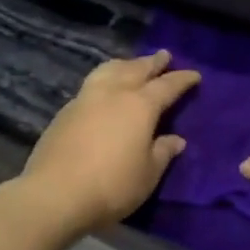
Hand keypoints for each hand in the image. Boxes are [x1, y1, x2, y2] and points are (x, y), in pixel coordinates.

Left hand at [16, 50, 200, 236]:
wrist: (54, 194)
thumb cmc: (112, 185)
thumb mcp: (148, 174)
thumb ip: (163, 153)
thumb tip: (176, 140)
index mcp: (140, 106)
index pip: (167, 86)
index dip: (182, 80)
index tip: (194, 75)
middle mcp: (113, 94)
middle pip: (136, 69)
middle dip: (152, 62)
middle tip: (164, 55)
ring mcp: (85, 99)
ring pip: (109, 70)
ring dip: (125, 64)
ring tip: (131, 64)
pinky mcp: (64, 112)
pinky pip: (91, 84)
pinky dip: (105, 79)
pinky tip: (104, 89)